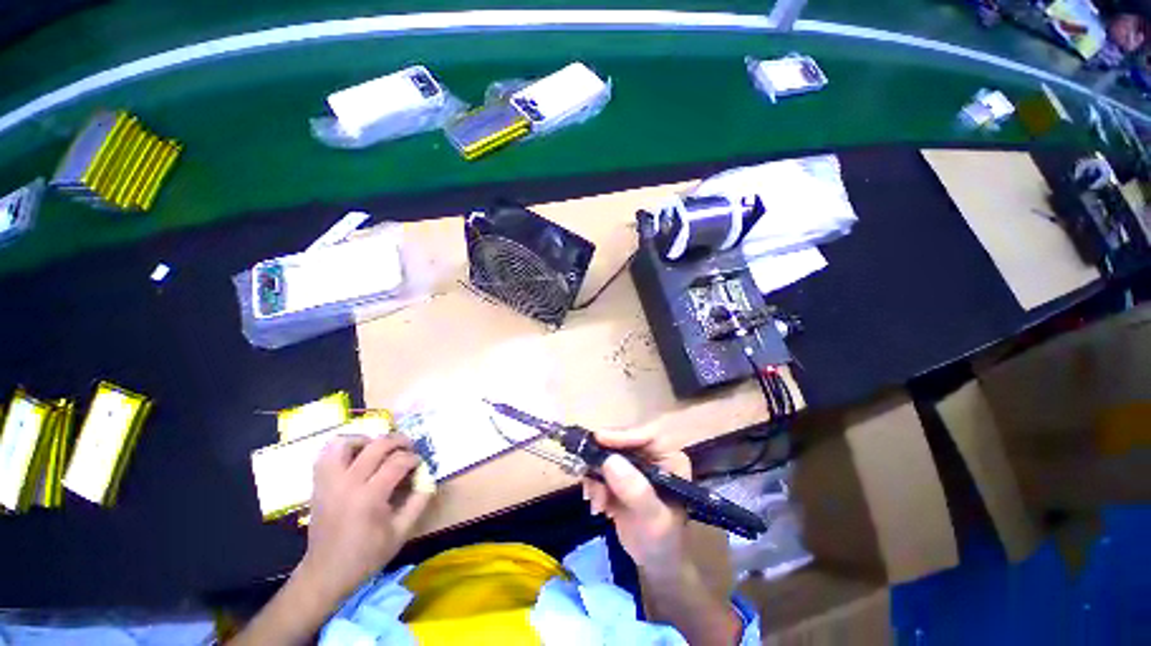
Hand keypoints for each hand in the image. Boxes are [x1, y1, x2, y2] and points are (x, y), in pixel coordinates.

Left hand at [296, 434, 432, 603]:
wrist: (326, 573)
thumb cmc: (366, 555)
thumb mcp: (401, 532)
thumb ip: (419, 502)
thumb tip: (429, 478)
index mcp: (370, 497)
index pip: (397, 462)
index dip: (414, 458)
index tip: (420, 464)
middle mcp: (348, 483)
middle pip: (376, 445)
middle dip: (398, 441)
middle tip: (408, 447)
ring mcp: (329, 482)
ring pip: (345, 443)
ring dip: (366, 439)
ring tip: (378, 448)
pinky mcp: (318, 484)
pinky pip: (326, 454)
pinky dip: (343, 448)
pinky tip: (356, 455)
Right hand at [582, 428, 691, 574]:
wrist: (654, 560)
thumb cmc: (663, 541)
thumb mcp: (654, 519)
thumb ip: (636, 491)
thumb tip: (610, 461)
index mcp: (669, 459)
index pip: (647, 436)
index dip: (623, 435)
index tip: (599, 438)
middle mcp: (651, 454)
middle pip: (623, 441)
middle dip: (603, 459)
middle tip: (589, 476)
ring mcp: (634, 462)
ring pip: (607, 453)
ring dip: (595, 475)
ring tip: (596, 502)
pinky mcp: (618, 472)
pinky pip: (599, 467)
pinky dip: (593, 483)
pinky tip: (596, 504)